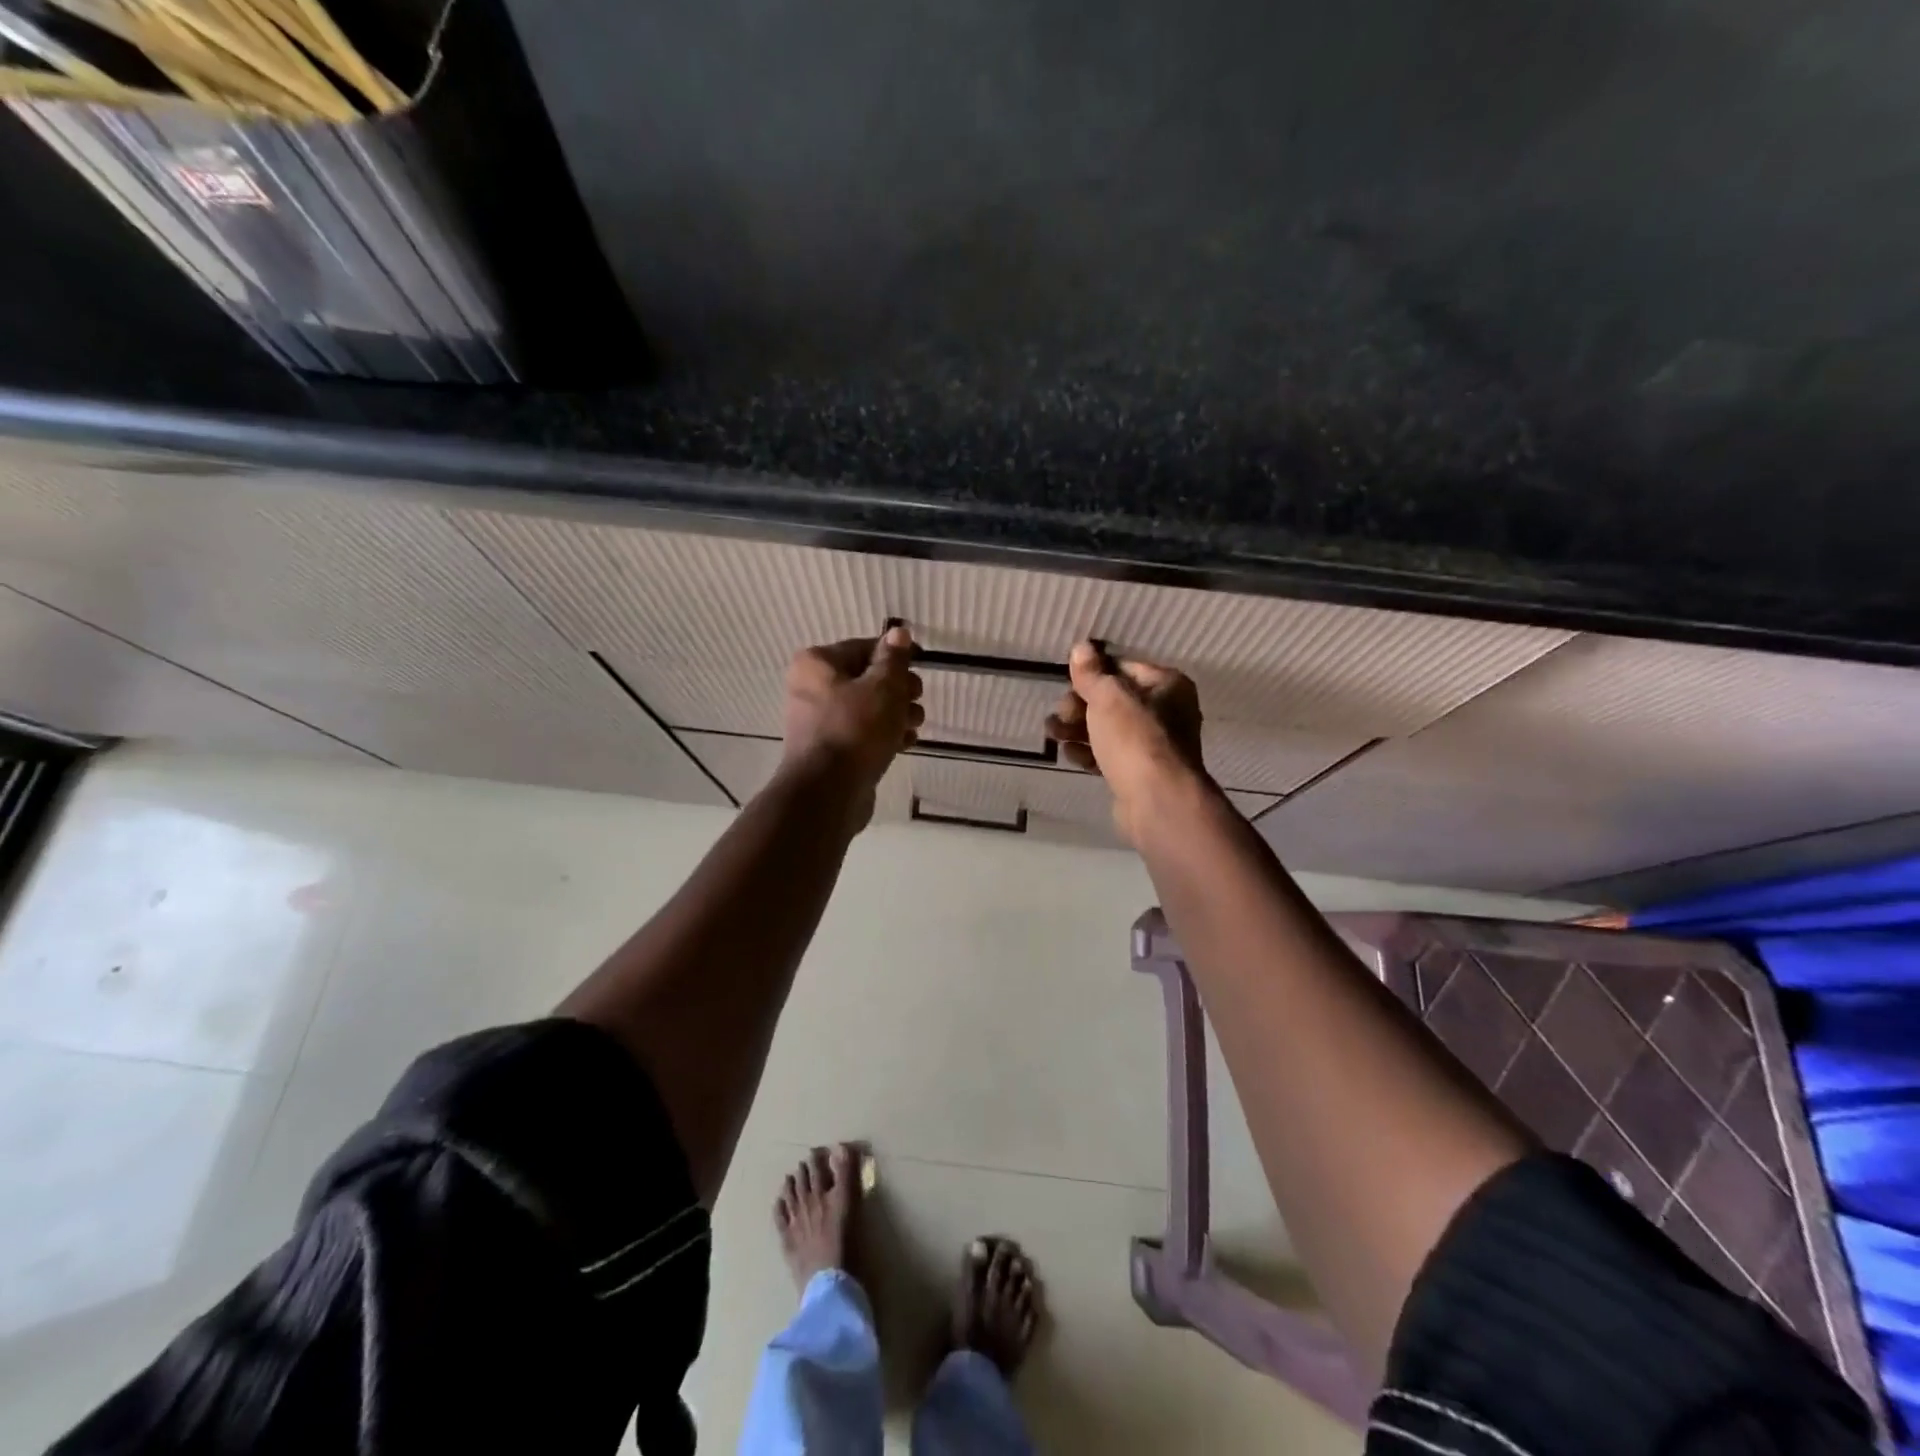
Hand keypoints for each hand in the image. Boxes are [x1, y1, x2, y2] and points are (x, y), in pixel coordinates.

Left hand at [779, 626, 924, 827]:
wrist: (828, 793)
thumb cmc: (856, 730)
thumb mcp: (883, 687)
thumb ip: (893, 659)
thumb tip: (898, 632)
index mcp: (817, 663)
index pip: (864, 647)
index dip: (896, 657)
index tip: (919, 668)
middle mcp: (811, 688)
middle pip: (866, 678)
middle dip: (898, 690)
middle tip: (916, 701)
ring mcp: (819, 721)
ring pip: (867, 708)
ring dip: (896, 714)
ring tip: (913, 727)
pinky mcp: (830, 749)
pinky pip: (862, 733)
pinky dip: (883, 735)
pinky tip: (904, 744)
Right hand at [1046, 641, 1211, 845]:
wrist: (1157, 801)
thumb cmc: (1136, 739)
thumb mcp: (1109, 697)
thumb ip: (1092, 673)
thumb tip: (1082, 647)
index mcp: (1168, 686)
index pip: (1124, 668)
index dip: (1093, 674)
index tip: (1068, 682)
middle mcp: (1167, 712)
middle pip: (1114, 700)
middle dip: (1080, 705)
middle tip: (1060, 714)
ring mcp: (1154, 746)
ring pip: (1108, 729)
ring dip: (1078, 729)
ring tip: (1053, 734)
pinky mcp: (1140, 773)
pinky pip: (1110, 755)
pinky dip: (1090, 753)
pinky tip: (1071, 755)